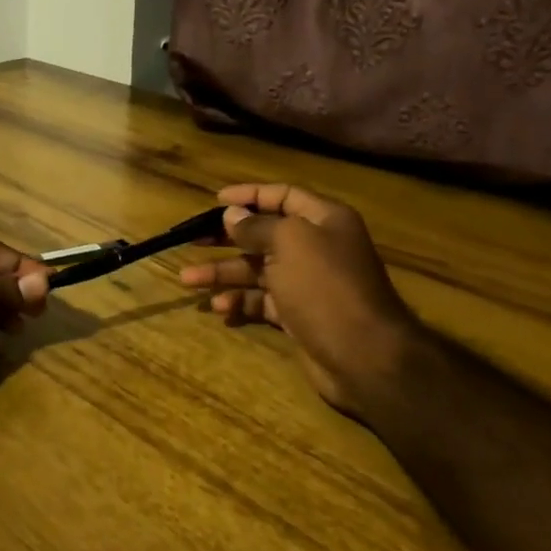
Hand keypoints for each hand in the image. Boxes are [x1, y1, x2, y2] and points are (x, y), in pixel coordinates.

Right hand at [180, 184, 421, 415]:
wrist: (363, 355)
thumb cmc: (325, 287)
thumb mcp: (290, 243)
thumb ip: (257, 226)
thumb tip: (232, 214)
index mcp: (323, 220)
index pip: (282, 196)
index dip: (249, 195)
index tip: (216, 201)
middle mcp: (316, 247)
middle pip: (264, 234)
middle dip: (227, 237)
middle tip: (191, 240)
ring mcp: (306, 283)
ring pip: (257, 270)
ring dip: (223, 273)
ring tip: (187, 280)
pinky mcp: (298, 315)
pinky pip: (262, 301)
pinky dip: (241, 302)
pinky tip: (220, 307)